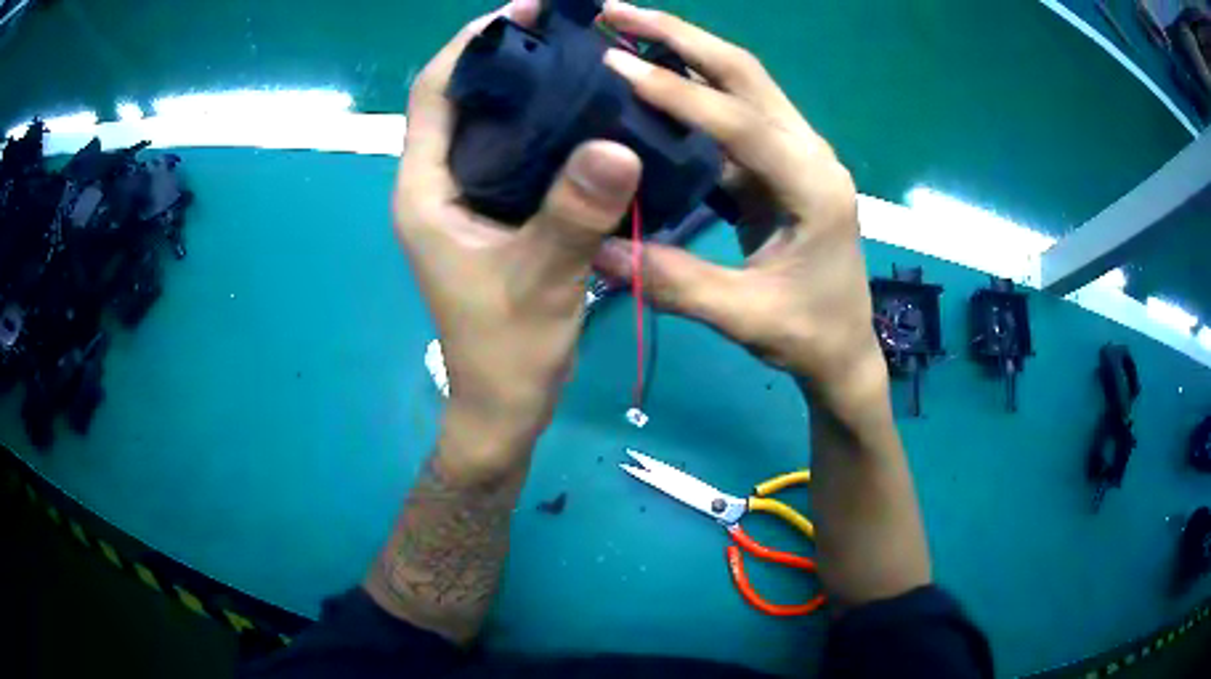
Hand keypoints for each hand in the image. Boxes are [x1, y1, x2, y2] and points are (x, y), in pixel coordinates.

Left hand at [395, 0, 641, 469]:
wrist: (505, 404)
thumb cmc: (507, 350)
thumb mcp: (541, 280)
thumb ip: (572, 213)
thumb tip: (615, 143)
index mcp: (426, 190)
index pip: (433, 94)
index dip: (469, 46)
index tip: (519, 11)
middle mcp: (438, 185)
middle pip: (461, 99)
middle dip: (503, 56)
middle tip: (562, 28)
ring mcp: (465, 200)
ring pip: (489, 124)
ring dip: (525, 88)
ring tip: (577, 57)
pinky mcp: (492, 214)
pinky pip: (514, 153)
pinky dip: (542, 126)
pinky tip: (583, 115)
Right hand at [592, 1, 885, 415]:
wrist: (844, 348)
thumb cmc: (809, 335)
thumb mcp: (746, 317)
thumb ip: (678, 284)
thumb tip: (600, 250)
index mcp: (815, 186)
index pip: (742, 122)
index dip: (678, 93)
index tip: (614, 65)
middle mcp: (811, 153)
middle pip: (746, 73)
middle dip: (681, 36)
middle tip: (616, 12)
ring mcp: (797, 152)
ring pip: (742, 82)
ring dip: (686, 49)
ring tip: (626, 29)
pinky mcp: (779, 162)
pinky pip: (733, 111)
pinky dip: (691, 87)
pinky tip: (651, 78)